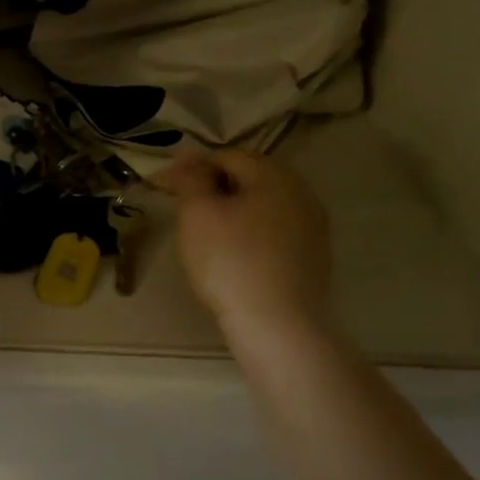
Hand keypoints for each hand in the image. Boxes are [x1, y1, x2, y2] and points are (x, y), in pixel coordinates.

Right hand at [156, 147, 332, 358]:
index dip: (192, 167)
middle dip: (215, 187)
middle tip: (184, 210)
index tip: (166, 187)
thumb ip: (192, 178)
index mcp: (274, 175)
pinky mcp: (313, 256)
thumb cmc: (230, 260)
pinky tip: (233, 255)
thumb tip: (189, 159)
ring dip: (233, 210)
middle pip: (250, 178)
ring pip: (263, 205)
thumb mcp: (198, 213)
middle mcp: (301, 192)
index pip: (227, 156)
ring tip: (206, 233)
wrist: (276, 323)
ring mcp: (312, 226)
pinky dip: (250, 233)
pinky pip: (275, 231)